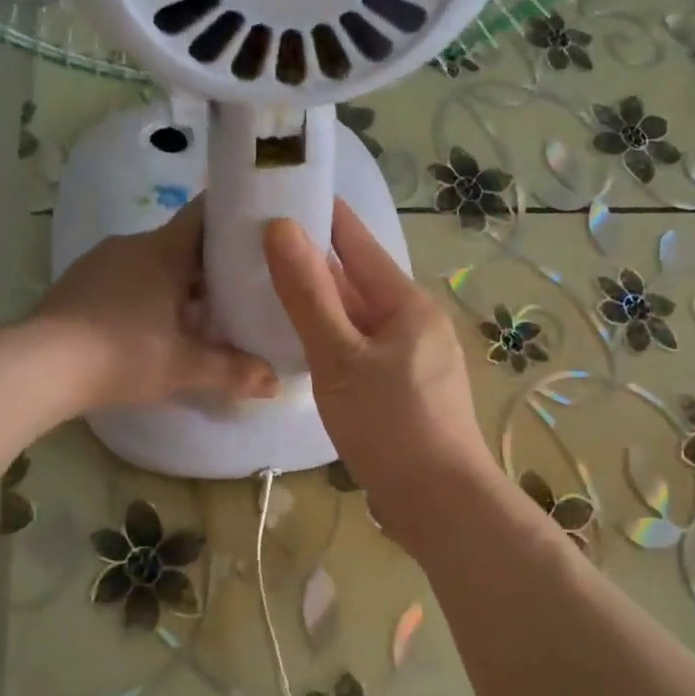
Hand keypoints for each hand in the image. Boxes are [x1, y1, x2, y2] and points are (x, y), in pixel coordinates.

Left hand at [33, 197, 278, 412]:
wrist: (39, 366)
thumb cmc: (123, 354)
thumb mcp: (185, 367)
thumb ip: (234, 371)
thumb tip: (277, 383)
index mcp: (164, 250)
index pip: (205, 214)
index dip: (234, 218)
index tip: (258, 232)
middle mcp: (132, 244)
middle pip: (182, 243)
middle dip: (210, 265)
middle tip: (238, 291)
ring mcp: (100, 261)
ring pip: (152, 262)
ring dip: (175, 282)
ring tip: (197, 315)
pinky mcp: (77, 282)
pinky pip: (124, 277)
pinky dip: (144, 294)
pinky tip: (149, 327)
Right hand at [264, 199, 497, 545]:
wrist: (439, 503)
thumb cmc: (390, 424)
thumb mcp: (340, 357)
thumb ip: (308, 294)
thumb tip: (281, 227)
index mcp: (407, 304)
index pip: (358, 243)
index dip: (321, 215)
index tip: (280, 192)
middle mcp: (415, 323)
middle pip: (357, 282)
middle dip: (312, 263)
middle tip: (255, 245)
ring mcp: (413, 360)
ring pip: (357, 321)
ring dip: (319, 306)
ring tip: (266, 290)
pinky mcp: (404, 393)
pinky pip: (361, 352)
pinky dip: (331, 343)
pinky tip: (299, 348)